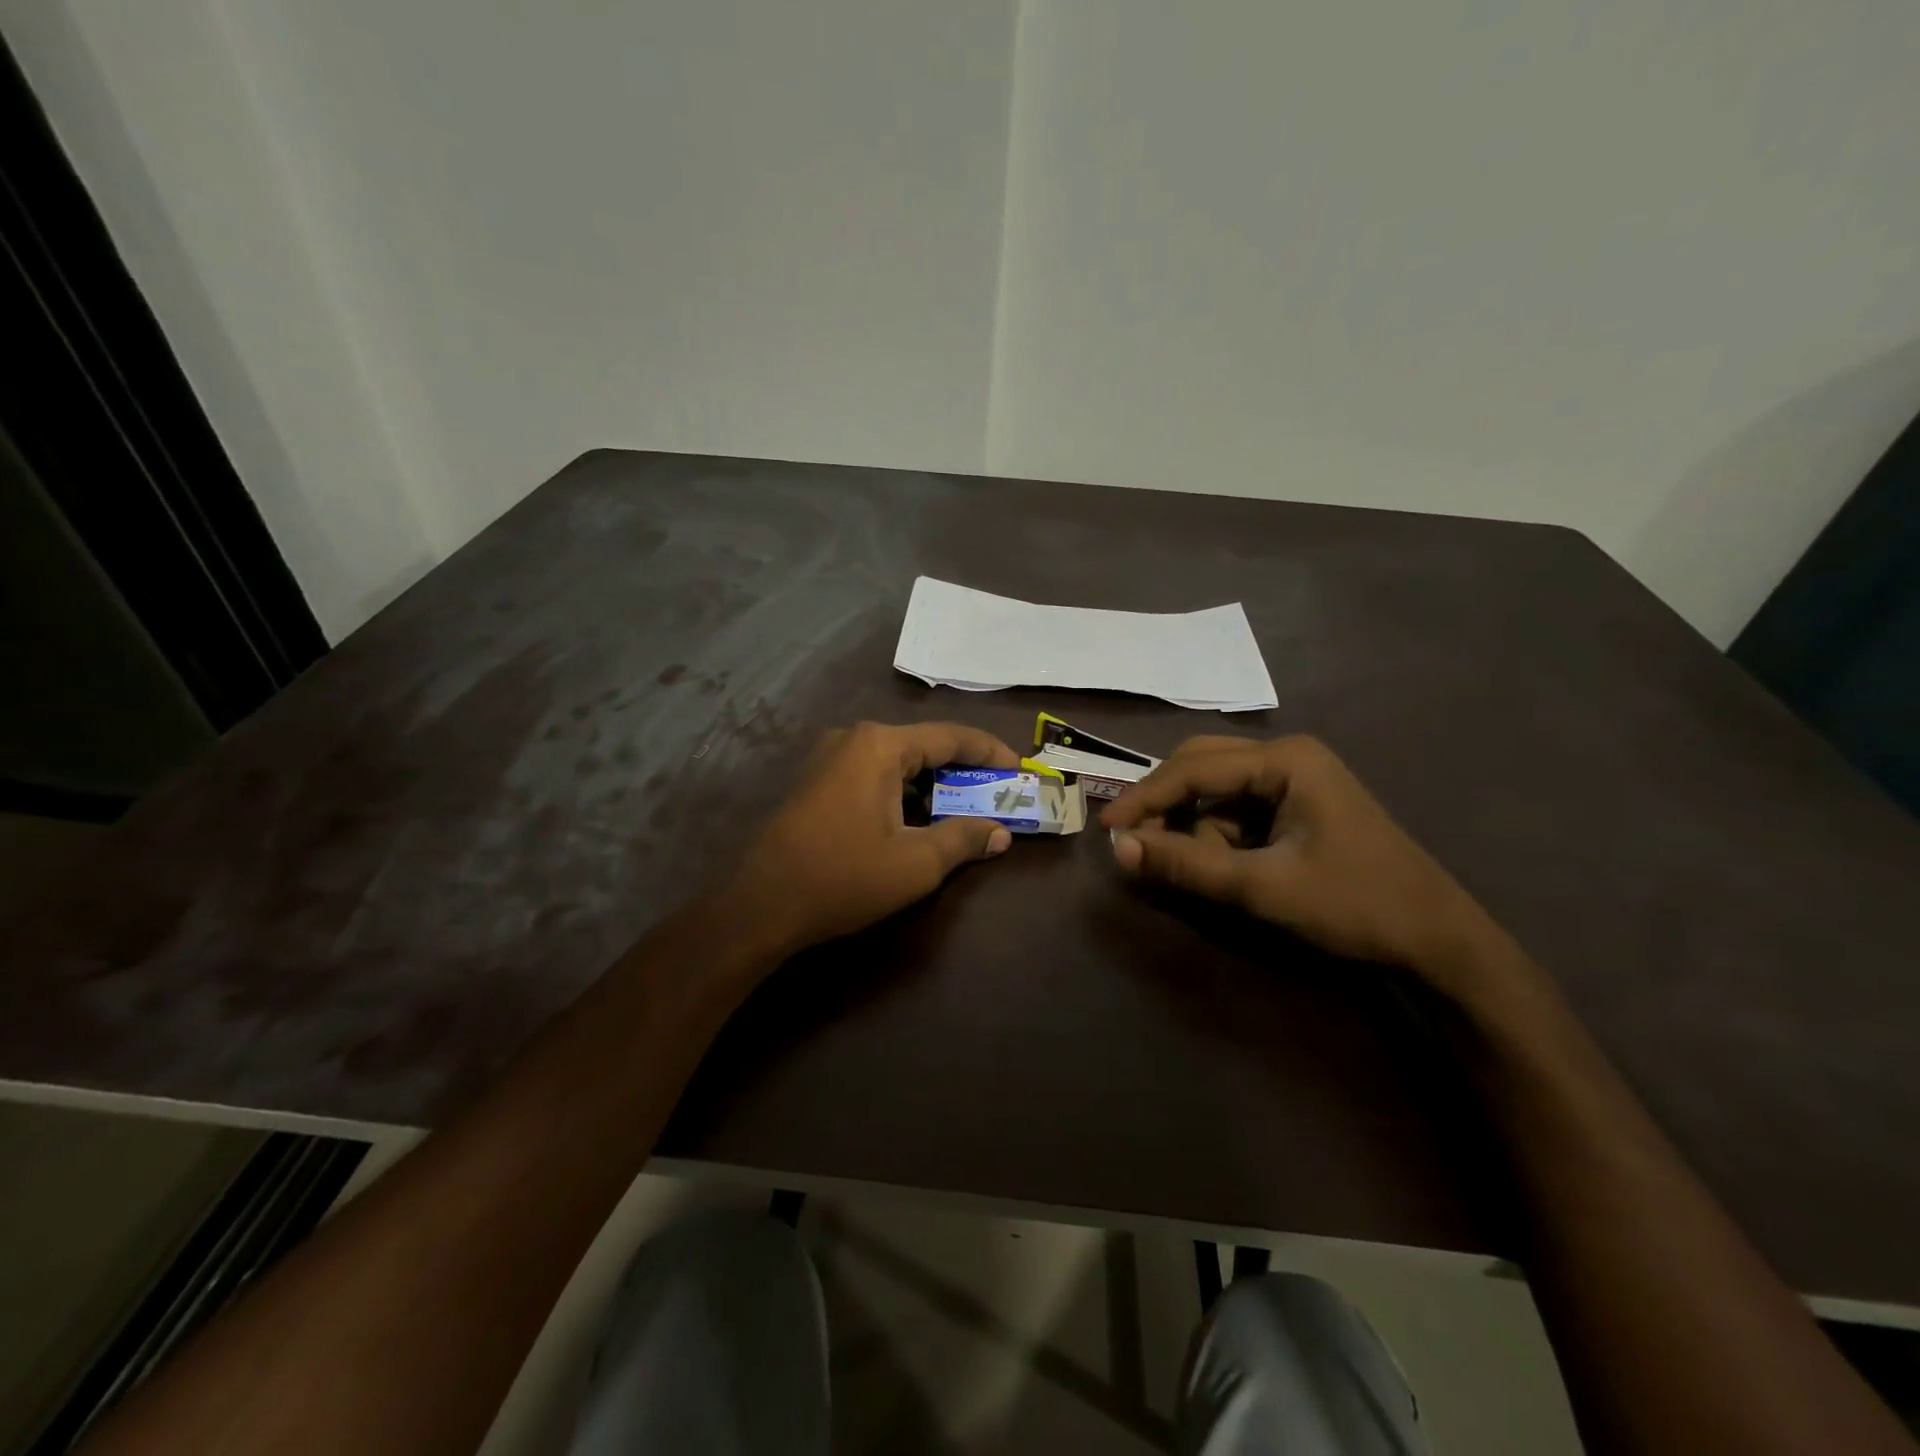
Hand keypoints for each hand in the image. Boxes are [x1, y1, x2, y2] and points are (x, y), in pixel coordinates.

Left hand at [731, 721, 1020, 953]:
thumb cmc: (843, 878)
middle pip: (923, 746)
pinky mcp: (815, 781)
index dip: (990, 752)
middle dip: (962, 771)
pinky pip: (872, 775)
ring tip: (963, 808)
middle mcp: (853, 739)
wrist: (761, 905)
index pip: (950, 736)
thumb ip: (963, 839)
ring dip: (932, 784)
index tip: (1019, 770)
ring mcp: (828, 758)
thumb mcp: (915, 863)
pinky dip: (902, 792)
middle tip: (996, 793)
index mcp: (879, 746)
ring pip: (897, 762)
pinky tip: (917, 819)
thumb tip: (1000, 833)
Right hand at [1102, 735, 1508, 983]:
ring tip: (1203, 870)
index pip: (1194, 768)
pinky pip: (1238, 809)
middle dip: (1168, 805)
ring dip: (1198, 827)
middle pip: (1201, 766)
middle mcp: (1288, 756)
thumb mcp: (1263, 887)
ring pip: (1217, 790)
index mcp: (1286, 759)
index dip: (1145, 798)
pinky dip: (1221, 836)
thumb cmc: (1355, 905)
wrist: (1437, 940)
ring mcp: (1296, 779)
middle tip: (1135, 842)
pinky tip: (1232, 867)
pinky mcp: (1298, 805)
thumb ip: (1189, 864)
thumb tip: (1120, 848)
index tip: (1106, 829)